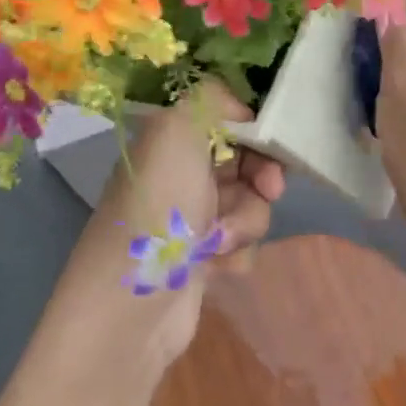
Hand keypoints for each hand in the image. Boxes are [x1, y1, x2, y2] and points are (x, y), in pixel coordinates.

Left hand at [58, 79, 284, 372]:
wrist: (132, 306)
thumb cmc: (158, 209)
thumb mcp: (175, 131)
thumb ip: (210, 99)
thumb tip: (241, 111)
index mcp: (170, 140)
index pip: (227, 120)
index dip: (256, 132)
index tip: (272, 147)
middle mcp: (179, 174)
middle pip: (246, 162)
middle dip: (260, 179)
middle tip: (268, 191)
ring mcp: (190, 218)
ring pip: (250, 204)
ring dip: (246, 221)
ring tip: (220, 242)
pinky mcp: (201, 258)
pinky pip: (242, 242)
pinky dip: (237, 252)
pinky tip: (217, 266)